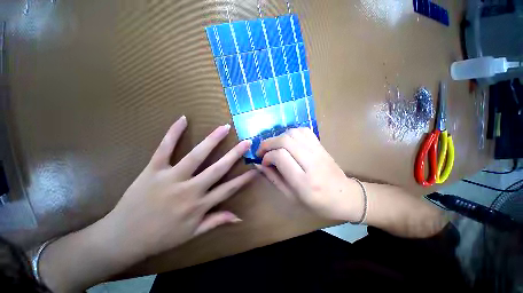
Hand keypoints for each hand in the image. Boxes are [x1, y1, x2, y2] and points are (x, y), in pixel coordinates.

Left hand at [103, 116, 256, 259]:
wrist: (123, 237)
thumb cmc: (161, 237)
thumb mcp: (192, 233)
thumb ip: (216, 221)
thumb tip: (239, 217)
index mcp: (200, 205)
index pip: (229, 189)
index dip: (244, 179)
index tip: (255, 169)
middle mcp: (190, 190)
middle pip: (218, 169)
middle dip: (235, 154)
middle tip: (246, 142)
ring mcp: (171, 178)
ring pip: (196, 155)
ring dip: (212, 140)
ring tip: (224, 128)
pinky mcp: (153, 170)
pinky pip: (164, 148)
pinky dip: (173, 133)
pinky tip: (183, 119)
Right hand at [256, 127, 364, 222]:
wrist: (345, 196)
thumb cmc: (317, 203)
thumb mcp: (291, 197)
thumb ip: (274, 178)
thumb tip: (260, 164)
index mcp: (304, 181)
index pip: (280, 156)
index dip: (268, 156)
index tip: (264, 162)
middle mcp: (312, 162)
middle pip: (285, 141)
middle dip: (269, 143)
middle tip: (263, 151)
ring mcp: (318, 151)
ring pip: (293, 133)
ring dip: (279, 137)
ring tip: (275, 146)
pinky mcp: (321, 145)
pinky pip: (304, 131)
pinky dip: (291, 133)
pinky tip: (288, 141)